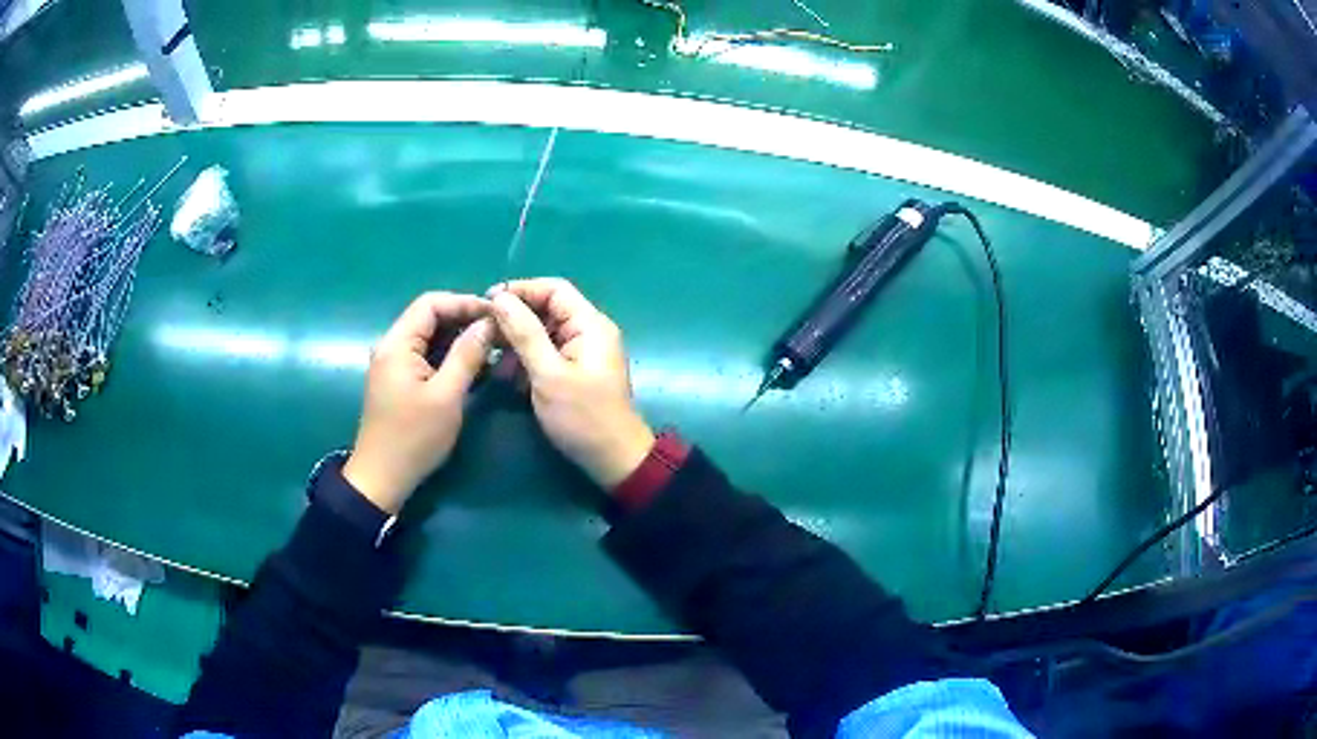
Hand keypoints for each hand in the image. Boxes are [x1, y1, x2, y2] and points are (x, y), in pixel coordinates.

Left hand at [343, 292, 494, 513]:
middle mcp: (392, 346)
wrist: (382, 478)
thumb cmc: (414, 438)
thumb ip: (467, 355)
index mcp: (397, 344)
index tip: (496, 314)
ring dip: (460, 340)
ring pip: (430, 338)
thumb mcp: (446, 396)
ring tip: (493, 349)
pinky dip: (450, 357)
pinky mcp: (399, 381)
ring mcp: (393, 364)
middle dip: (465, 320)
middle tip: (499, 332)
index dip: (465, 302)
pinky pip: (426, 356)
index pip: (431, 303)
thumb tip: (488, 323)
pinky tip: (474, 369)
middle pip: (430, 318)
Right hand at [488, 279, 654, 488]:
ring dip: (517, 344)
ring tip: (491, 359)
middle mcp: (588, 332)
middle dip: (514, 320)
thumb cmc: (582, 416)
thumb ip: (524, 333)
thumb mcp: (548, 374)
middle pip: (547, 310)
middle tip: (483, 334)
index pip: (554, 289)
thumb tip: (500, 297)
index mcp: (590, 324)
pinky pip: (547, 355)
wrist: (613, 460)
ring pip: (543, 334)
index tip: (488, 302)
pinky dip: (526, 361)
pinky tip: (507, 377)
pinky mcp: (576, 372)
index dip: (520, 290)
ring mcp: (583, 353)